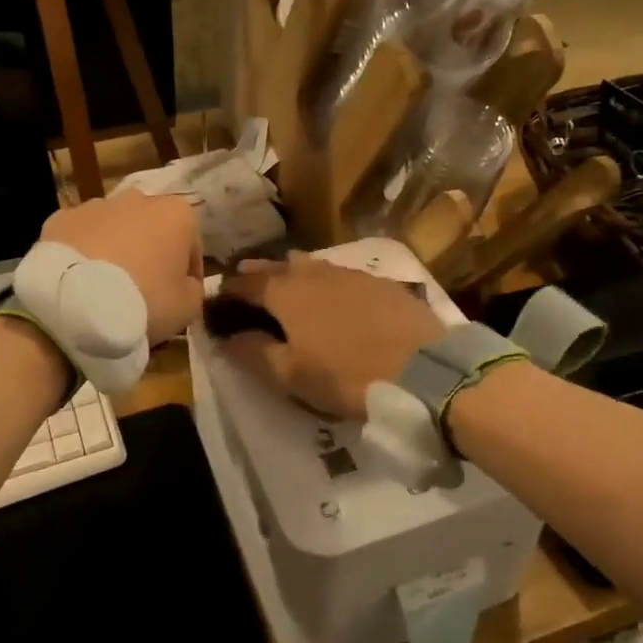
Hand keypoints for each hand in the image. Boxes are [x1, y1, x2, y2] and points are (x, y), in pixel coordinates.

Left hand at [41, 193, 203, 343]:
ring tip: (107, 284)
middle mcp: (139, 198)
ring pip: (114, 227)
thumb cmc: (146, 300)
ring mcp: (96, 205)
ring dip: (116, 248)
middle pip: (152, 229)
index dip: (187, 273)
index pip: (192, 245)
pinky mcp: (61, 218)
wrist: (77, 303)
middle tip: (143, 288)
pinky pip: (81, 235)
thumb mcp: (188, 306)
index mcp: (177, 214)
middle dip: (150, 252)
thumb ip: (193, 288)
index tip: (179, 295)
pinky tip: (79, 278)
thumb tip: (185, 283)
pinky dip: (83, 251)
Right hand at [213, 254, 443, 419]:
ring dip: (293, 275)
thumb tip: (226, 337)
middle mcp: (315, 272)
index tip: (218, 301)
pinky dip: (327, 283)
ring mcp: (352, 274)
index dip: (229, 291)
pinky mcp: (382, 283)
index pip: (246, 283)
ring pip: (312, 267)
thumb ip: (253, 352)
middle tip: (247, 285)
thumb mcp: (291, 375)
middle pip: (279, 267)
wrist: (424, 369)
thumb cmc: (347, 376)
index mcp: (287, 292)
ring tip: (288, 287)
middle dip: (259, 274)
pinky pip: (342, 276)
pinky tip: (333, 297)